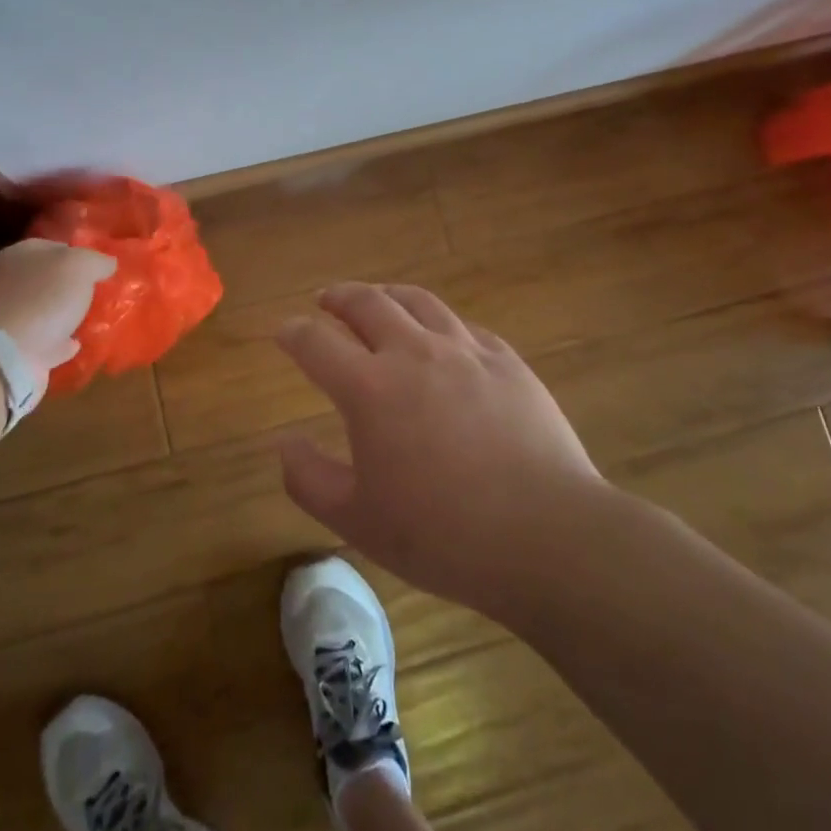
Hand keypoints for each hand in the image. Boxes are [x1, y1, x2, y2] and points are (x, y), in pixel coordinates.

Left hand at [0, 239, 116, 371]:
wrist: (4, 355)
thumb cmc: (42, 299)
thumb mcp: (79, 266)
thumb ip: (96, 260)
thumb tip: (108, 263)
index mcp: (22, 254)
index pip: (55, 246)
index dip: (80, 254)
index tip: (103, 267)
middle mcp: (12, 281)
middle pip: (50, 278)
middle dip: (74, 285)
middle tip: (102, 292)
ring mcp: (11, 316)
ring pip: (47, 309)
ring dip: (68, 313)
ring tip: (95, 317)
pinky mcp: (15, 349)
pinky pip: (46, 340)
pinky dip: (61, 341)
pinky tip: (78, 343)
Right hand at [276, 282, 603, 615]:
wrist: (547, 535)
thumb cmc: (443, 534)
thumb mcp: (357, 521)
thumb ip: (308, 479)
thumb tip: (283, 442)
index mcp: (370, 388)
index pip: (316, 342)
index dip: (293, 333)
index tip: (284, 332)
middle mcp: (414, 353)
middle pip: (367, 303)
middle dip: (338, 297)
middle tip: (326, 300)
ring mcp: (466, 351)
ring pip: (418, 302)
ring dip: (388, 295)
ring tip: (379, 300)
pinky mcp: (507, 361)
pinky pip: (464, 326)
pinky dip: (439, 322)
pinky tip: (442, 336)